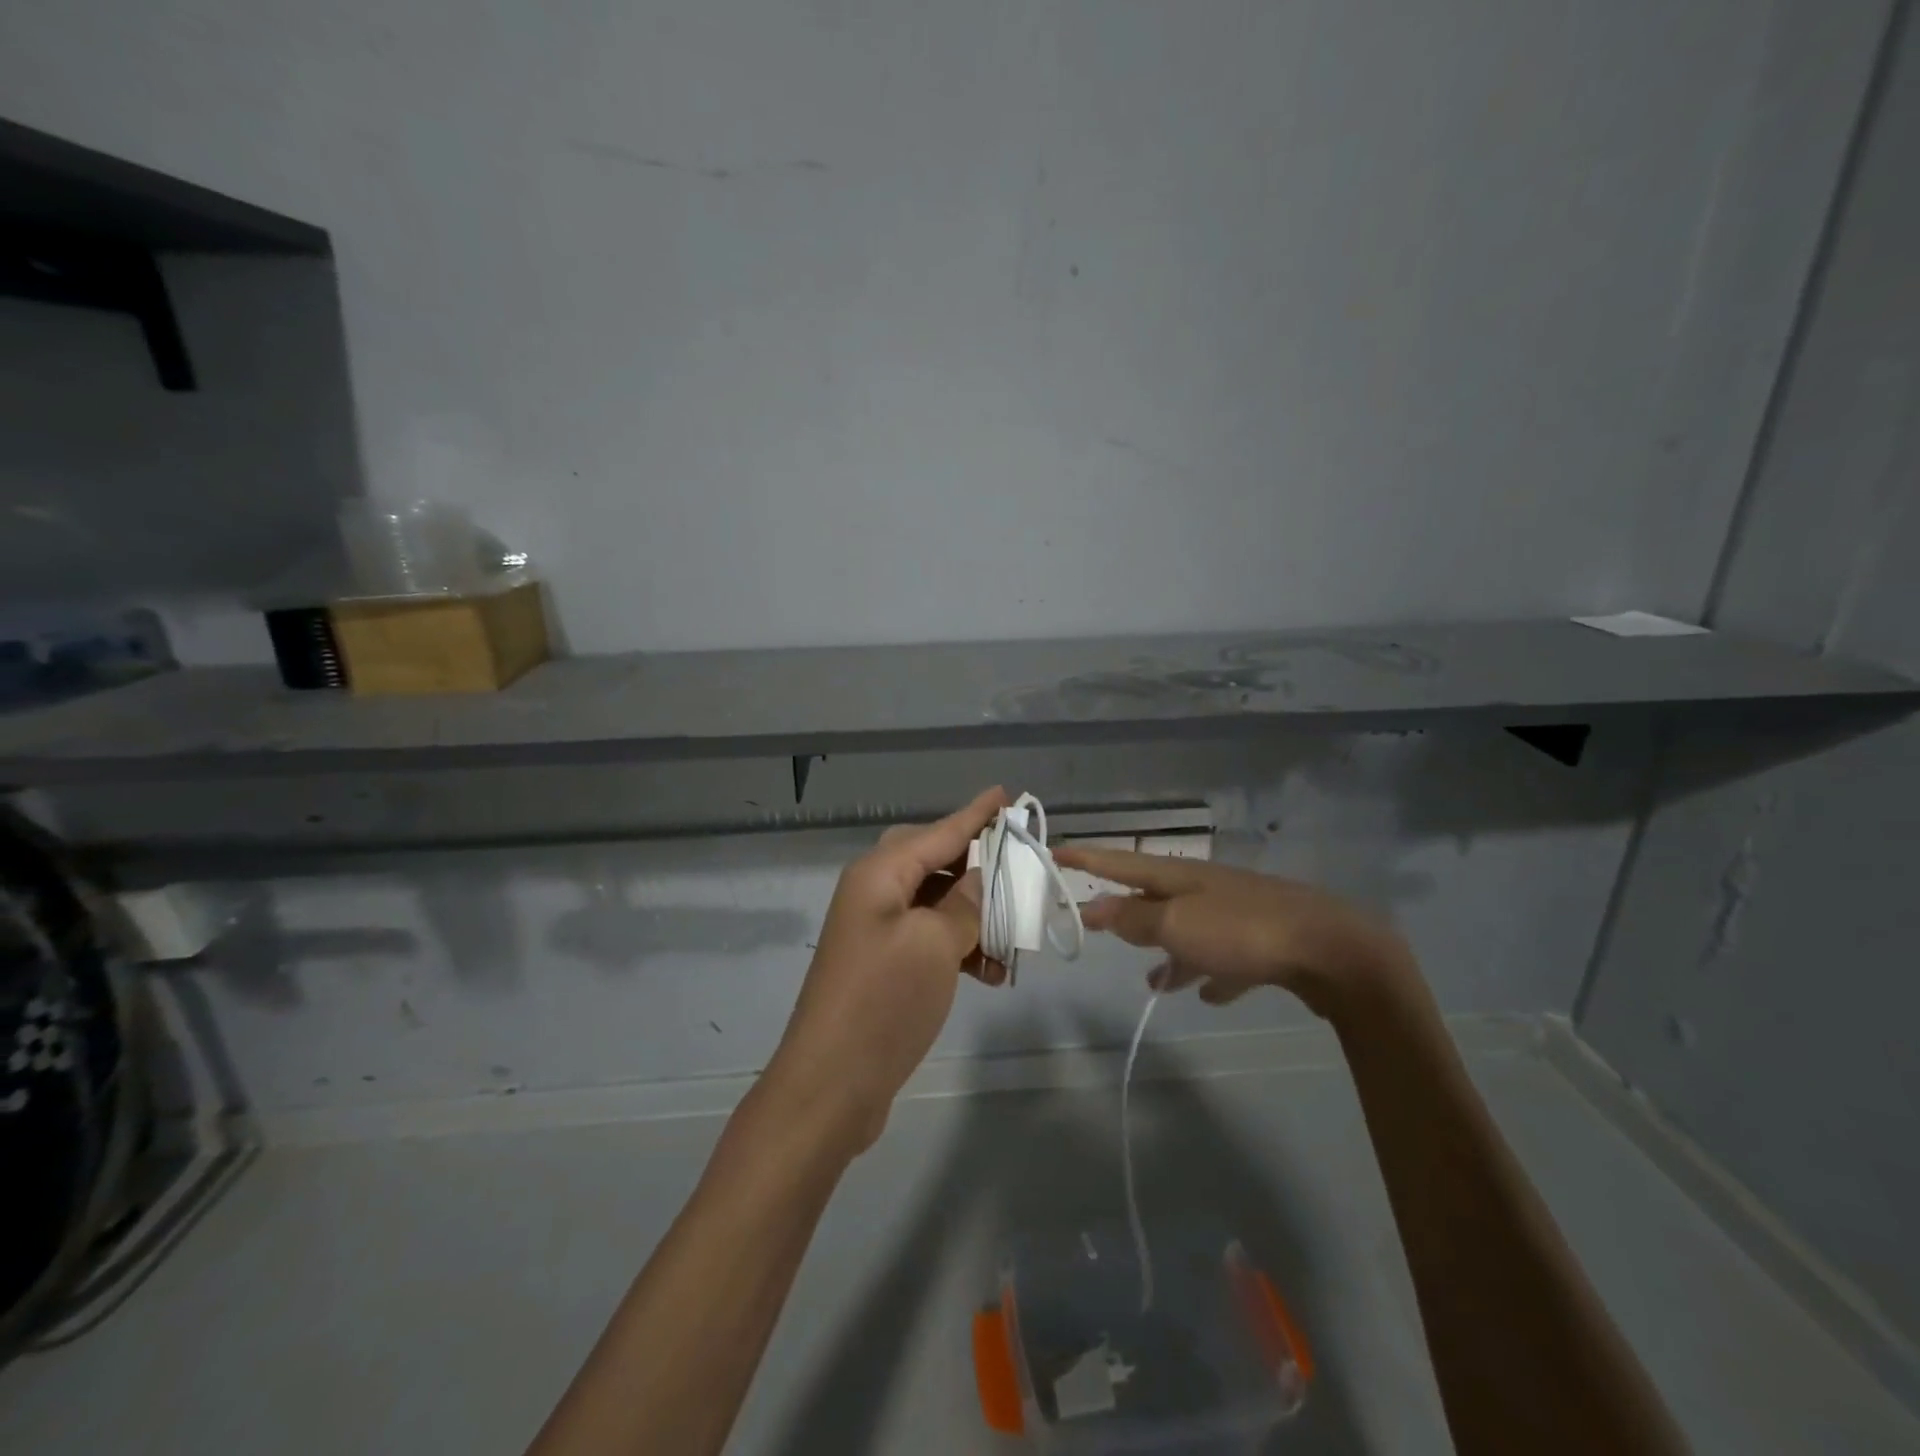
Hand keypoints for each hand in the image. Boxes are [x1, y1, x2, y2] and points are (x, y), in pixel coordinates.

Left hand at [764, 787, 1009, 1153]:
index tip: (1005, 793)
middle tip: (1016, 866)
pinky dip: (959, 947)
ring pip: (936, 903)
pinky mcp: (883, 964)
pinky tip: (991, 973)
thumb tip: (978, 879)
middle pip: (934, 860)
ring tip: (1014, 940)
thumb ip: (964, 903)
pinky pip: (929, 937)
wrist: (831, 1084)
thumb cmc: (884, 1001)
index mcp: (880, 874)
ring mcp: (876, 930)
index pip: (939, 831)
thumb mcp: (935, 944)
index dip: (975, 814)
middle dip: (977, 865)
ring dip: (974, 916)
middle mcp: (874, 892)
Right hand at [1051, 845, 1418, 1021]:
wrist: (1333, 949)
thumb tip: (1092, 906)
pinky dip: (1213, 973)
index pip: (1120, 863)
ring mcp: (1238, 915)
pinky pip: (1228, 959)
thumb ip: (1134, 917)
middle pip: (1155, 898)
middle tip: (1102, 925)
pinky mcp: (1266, 944)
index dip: (1086, 859)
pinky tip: (1211, 993)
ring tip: (1154, 983)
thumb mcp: (1178, 926)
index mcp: (1180, 878)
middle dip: (1128, 911)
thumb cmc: (1243, 932)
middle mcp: (1206, 890)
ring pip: (1191, 932)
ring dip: (1170, 953)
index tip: (1055, 852)